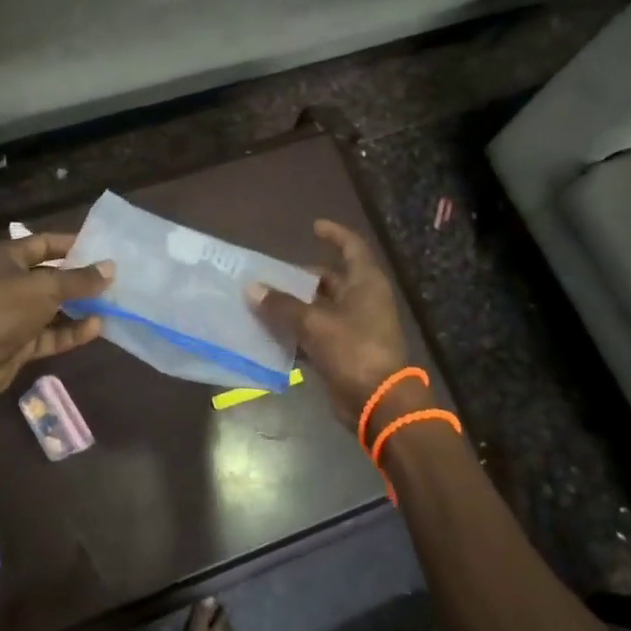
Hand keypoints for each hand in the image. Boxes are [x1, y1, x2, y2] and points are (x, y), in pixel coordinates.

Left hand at [0, 234, 112, 406]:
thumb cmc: (3, 308)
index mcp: (8, 258)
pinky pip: (50, 334)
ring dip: (79, 308)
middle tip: (114, 279)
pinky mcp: (18, 343)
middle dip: (80, 279)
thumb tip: (110, 267)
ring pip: (53, 308)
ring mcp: (14, 314)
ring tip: (112, 305)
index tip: (102, 248)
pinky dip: (70, 332)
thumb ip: (80, 279)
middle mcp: (10, 282)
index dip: (72, 244)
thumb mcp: (46, 288)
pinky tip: (96, 329)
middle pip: (51, 276)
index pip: (45, 243)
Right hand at [248, 219, 408, 430]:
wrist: (379, 403)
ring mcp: (356, 327)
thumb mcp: (313, 324)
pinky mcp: (346, 352)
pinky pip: (318, 334)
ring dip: (296, 307)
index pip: (351, 247)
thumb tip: (251, 288)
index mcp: (365, 283)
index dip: (334, 234)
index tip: (313, 227)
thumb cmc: (353, 350)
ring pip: (321, 308)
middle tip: (271, 276)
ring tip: (263, 303)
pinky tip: (272, 334)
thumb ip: (281, 305)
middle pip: (330, 280)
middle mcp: (363, 299)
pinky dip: (298, 333)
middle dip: (301, 279)